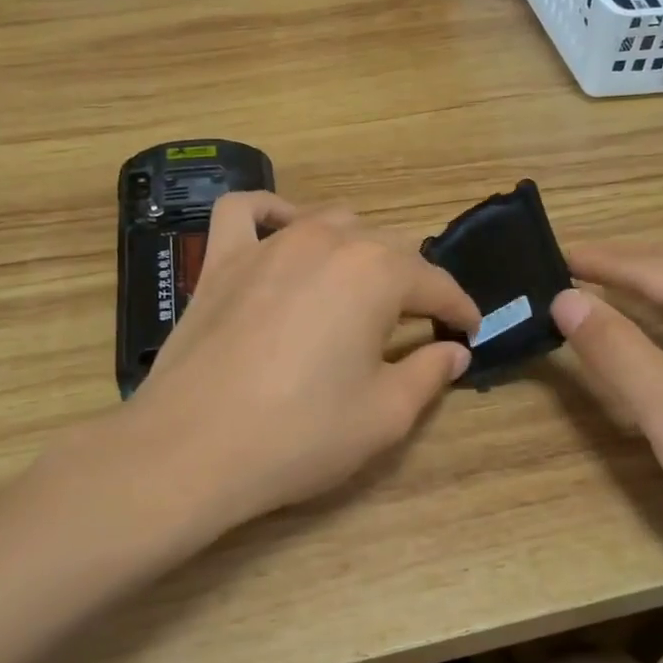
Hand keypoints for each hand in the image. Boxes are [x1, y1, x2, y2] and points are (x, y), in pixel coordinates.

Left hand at [135, 193, 479, 527]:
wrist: (192, 450)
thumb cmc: (300, 435)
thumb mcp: (385, 415)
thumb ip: (429, 374)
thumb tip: (455, 351)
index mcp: (375, 274)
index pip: (435, 284)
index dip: (459, 308)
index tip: (470, 330)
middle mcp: (325, 242)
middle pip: (386, 248)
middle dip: (412, 283)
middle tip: (417, 324)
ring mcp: (267, 244)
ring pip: (329, 223)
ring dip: (355, 250)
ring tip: (359, 288)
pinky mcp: (220, 260)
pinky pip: (247, 212)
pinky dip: (273, 213)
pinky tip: (285, 232)